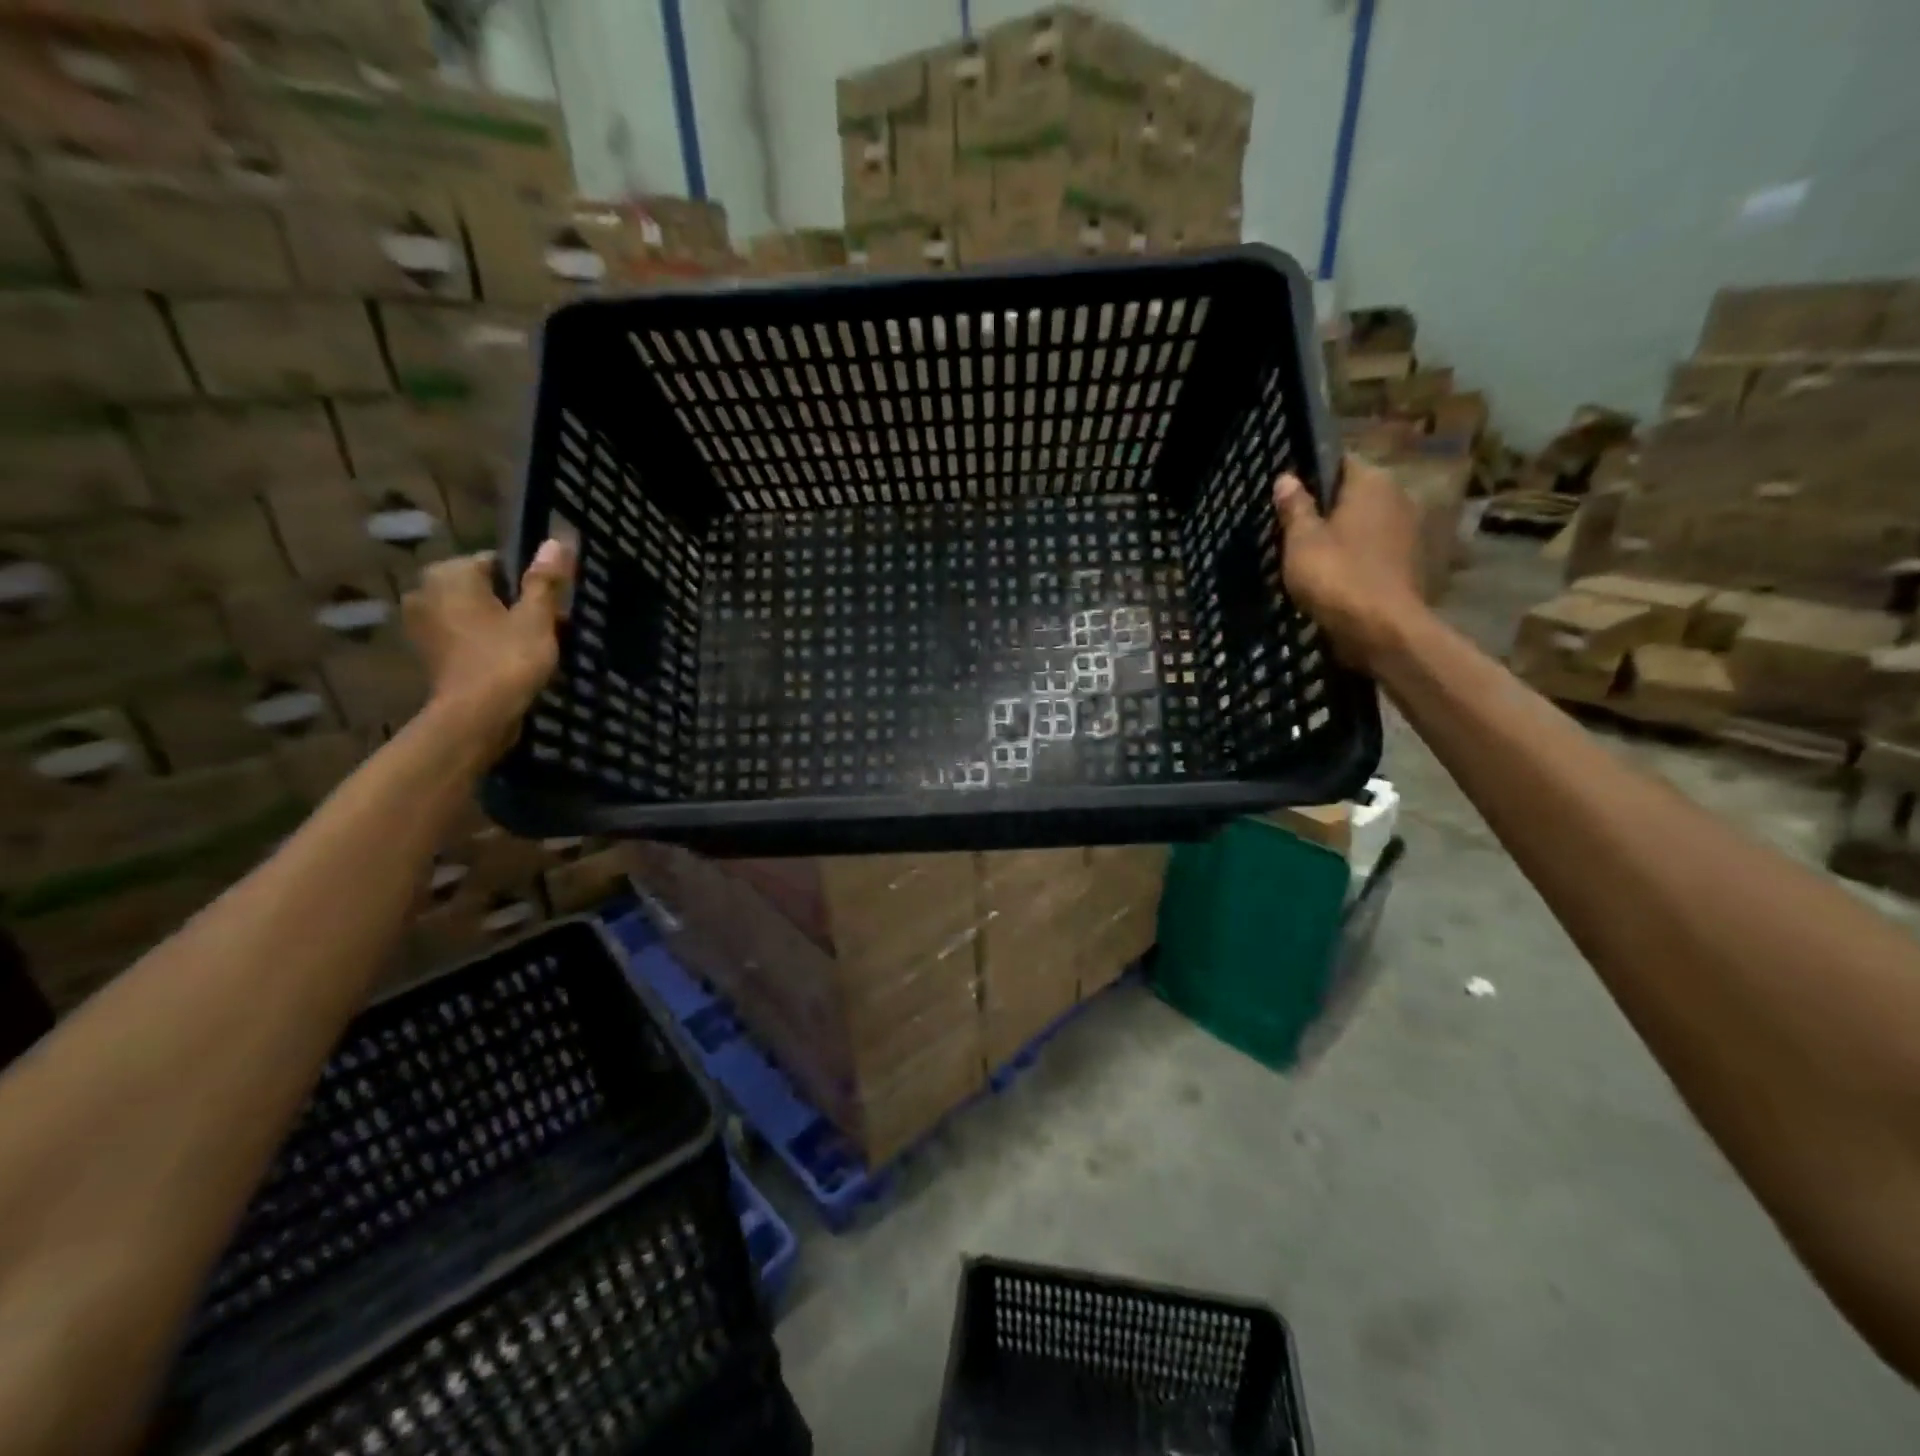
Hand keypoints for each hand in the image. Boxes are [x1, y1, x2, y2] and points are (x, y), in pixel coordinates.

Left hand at [402, 541, 574, 748]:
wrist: (476, 716)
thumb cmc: (507, 659)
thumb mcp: (536, 618)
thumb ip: (545, 580)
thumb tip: (556, 541)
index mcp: (449, 574)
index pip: (498, 563)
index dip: (529, 583)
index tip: (551, 607)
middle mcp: (425, 591)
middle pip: (484, 588)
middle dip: (513, 603)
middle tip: (545, 628)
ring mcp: (421, 624)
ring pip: (473, 613)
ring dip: (499, 624)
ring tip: (531, 646)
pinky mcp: (427, 652)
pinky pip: (463, 636)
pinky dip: (484, 643)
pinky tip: (509, 661)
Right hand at [1273, 455, 1424, 671]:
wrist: (1381, 629)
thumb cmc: (1336, 576)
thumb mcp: (1301, 541)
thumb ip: (1295, 508)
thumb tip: (1286, 478)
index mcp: (1372, 482)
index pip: (1339, 462)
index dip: (1312, 474)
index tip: (1288, 494)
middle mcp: (1398, 497)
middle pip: (1354, 494)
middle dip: (1327, 507)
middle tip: (1293, 526)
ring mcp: (1408, 531)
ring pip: (1365, 523)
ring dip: (1342, 534)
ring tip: (1309, 552)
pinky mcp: (1408, 562)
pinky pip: (1374, 549)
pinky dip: (1355, 556)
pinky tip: (1333, 573)